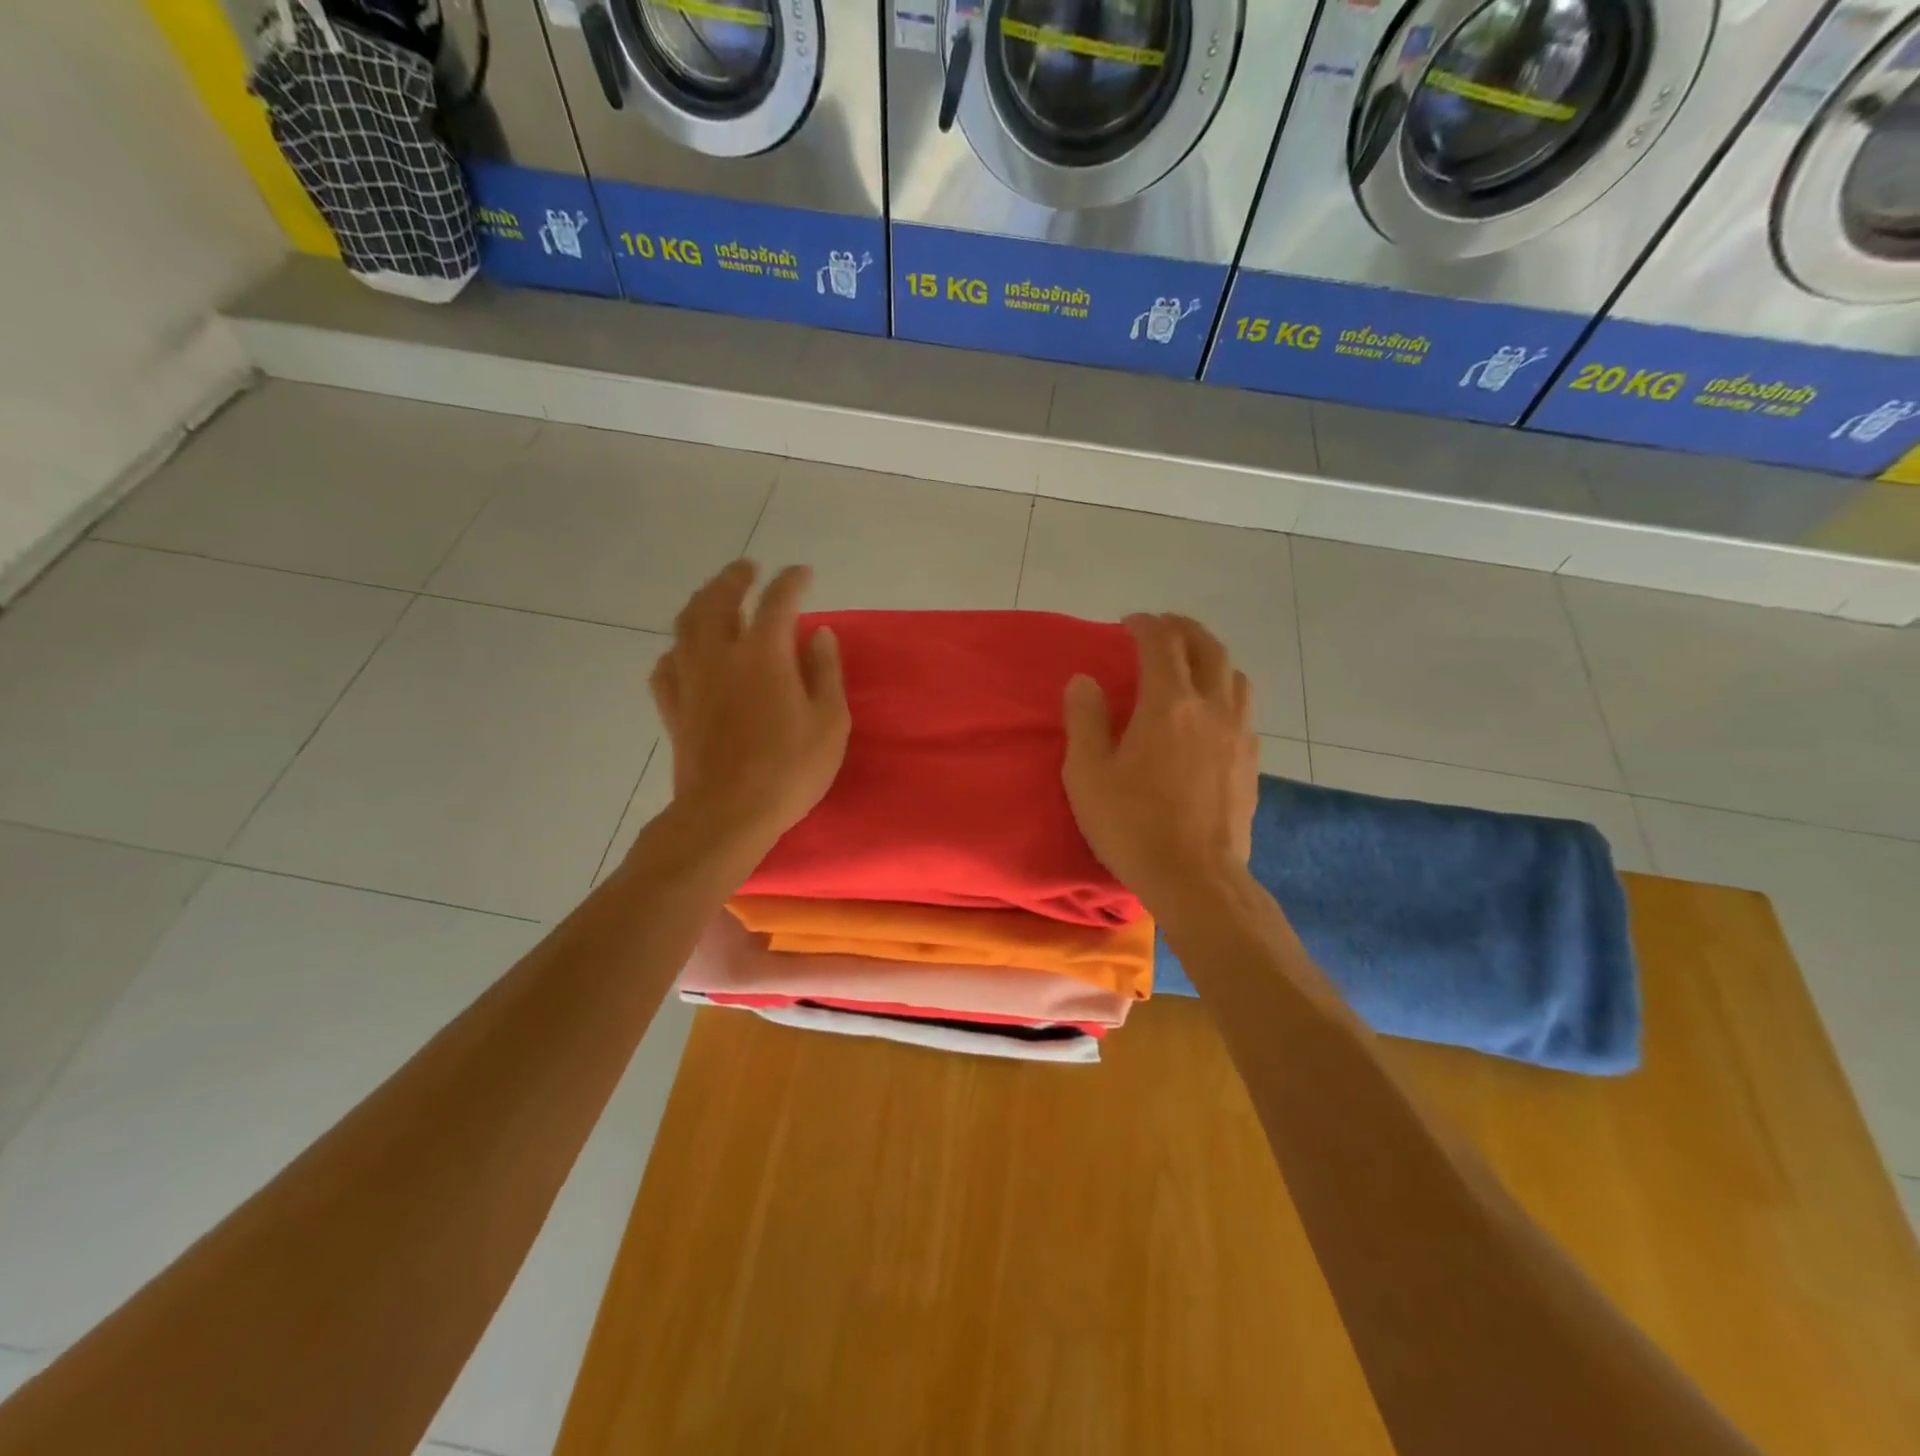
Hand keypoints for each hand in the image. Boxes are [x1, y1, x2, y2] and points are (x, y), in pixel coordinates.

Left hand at [647, 561, 848, 858]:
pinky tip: (685, 652)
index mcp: (764, 655)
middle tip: (749, 569)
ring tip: (714, 596)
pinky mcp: (673, 707)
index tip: (803, 574)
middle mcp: (721, 655)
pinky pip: (667, 664)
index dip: (792, 582)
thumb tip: (819, 634)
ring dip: (701, 601)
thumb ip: (825, 672)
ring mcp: (690, 680)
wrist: (727, 813)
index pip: (778, 601)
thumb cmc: (790, 770)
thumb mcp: (829, 722)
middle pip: (719, 599)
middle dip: (735, 578)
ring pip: (686, 624)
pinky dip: (678, 649)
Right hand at [1062, 613, 1258, 909]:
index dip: (1144, 625)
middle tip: (1162, 628)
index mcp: (1168, 704)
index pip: (1161, 643)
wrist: (1197, 878)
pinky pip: (1244, 707)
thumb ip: (1084, 720)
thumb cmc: (1133, 826)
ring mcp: (1238, 733)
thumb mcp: (1088, 775)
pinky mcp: (1251, 760)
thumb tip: (1085, 681)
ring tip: (1190, 663)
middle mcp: (1211, 707)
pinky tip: (1211, 712)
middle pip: (1207, 647)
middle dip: (1183, 629)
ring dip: (1211, 657)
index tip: (1128, 624)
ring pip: (1234, 674)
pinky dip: (1225, 691)